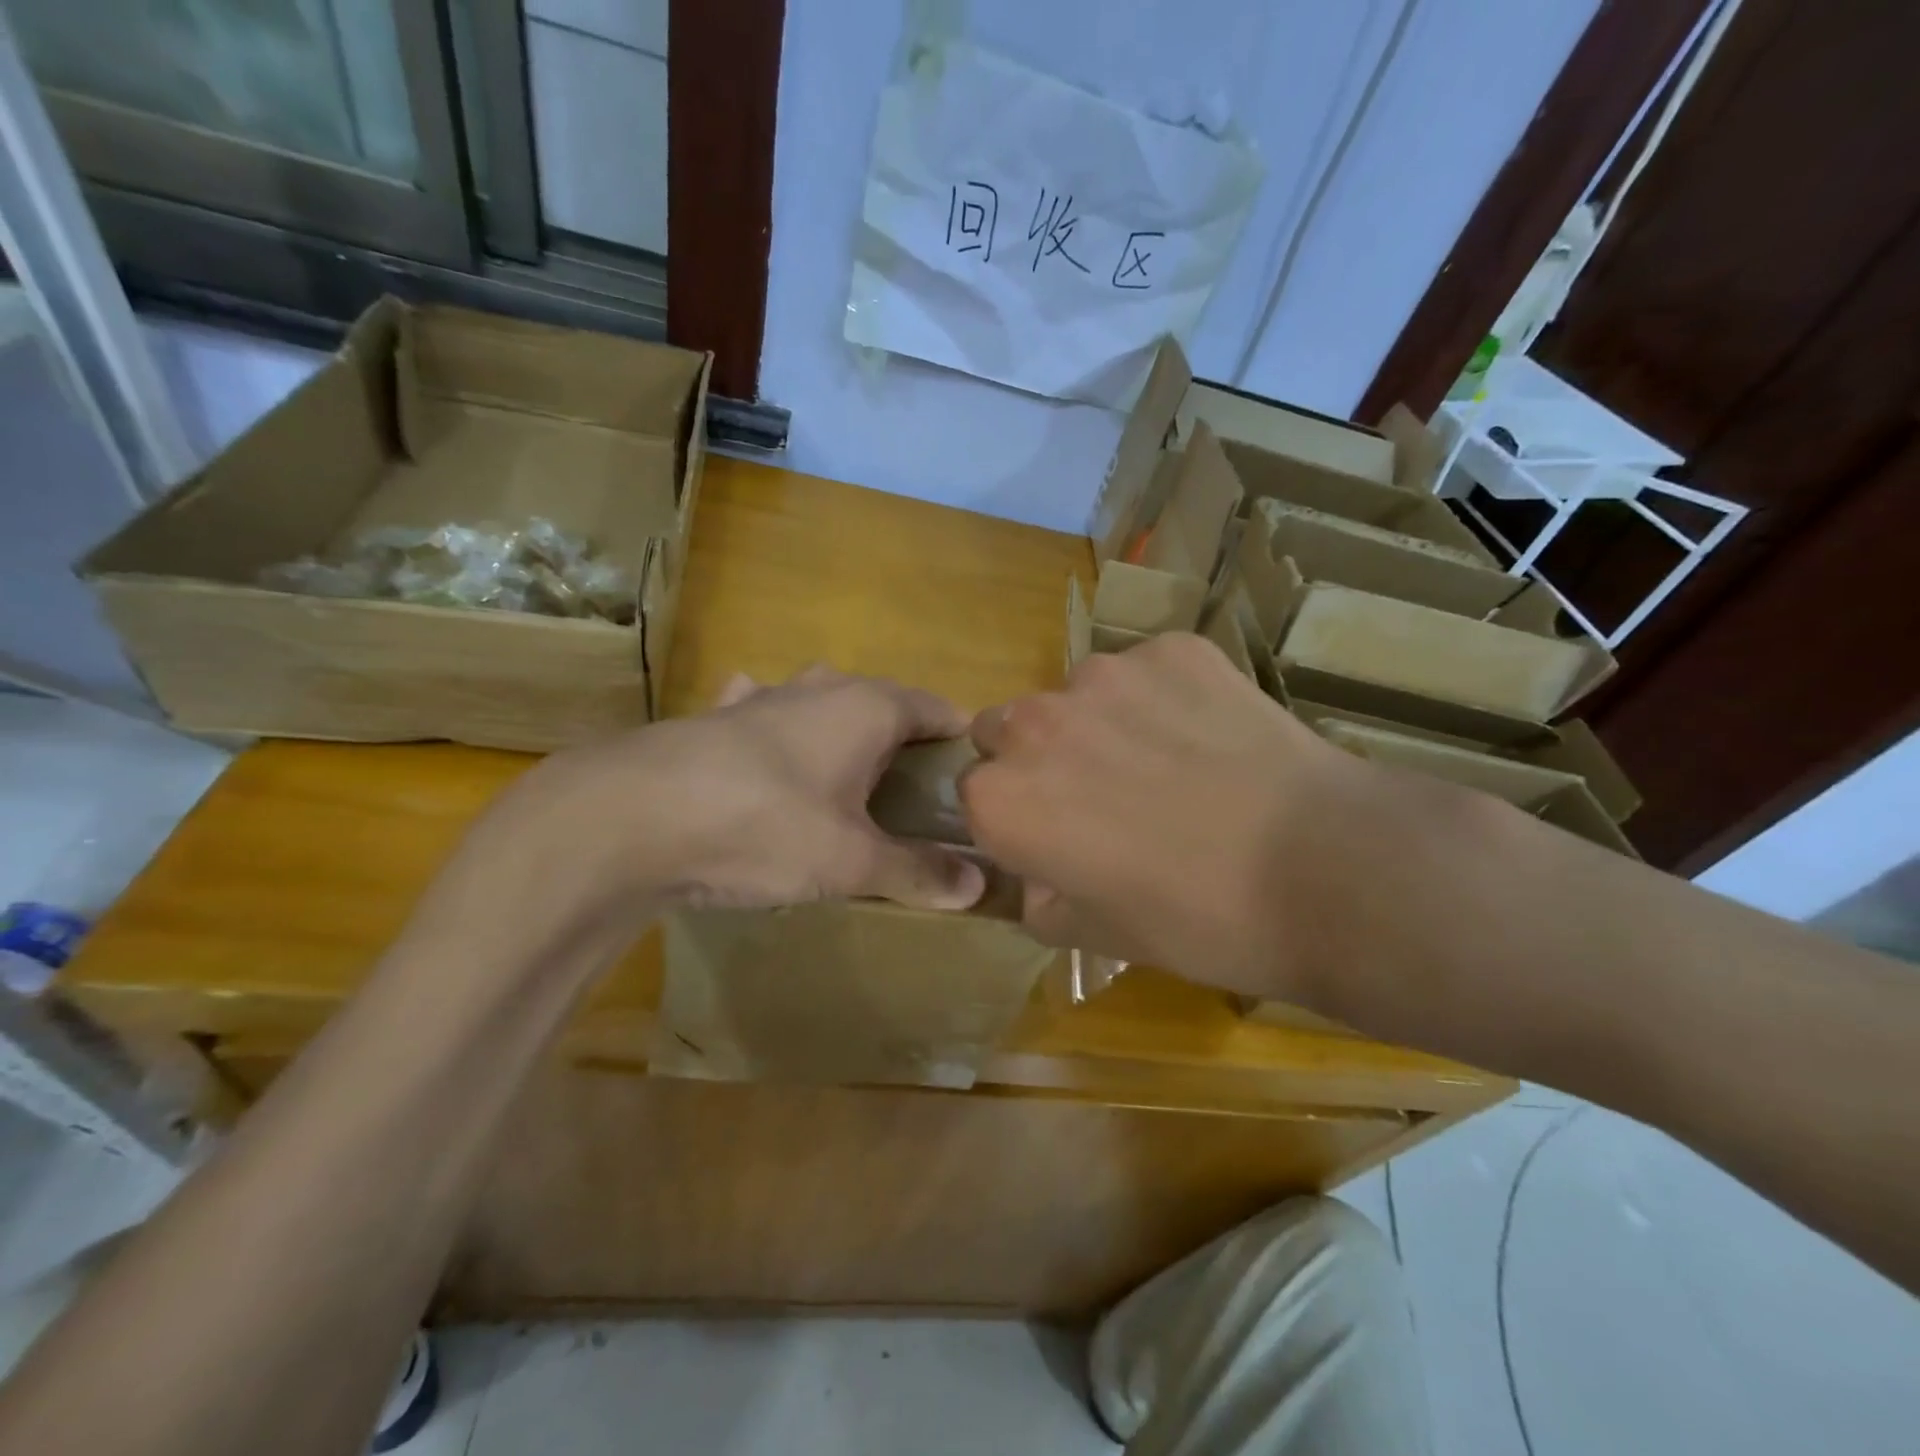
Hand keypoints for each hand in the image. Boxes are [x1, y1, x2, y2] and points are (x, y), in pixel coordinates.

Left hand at [458, 666, 986, 940]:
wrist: (630, 817)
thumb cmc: (765, 826)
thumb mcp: (851, 860)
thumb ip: (917, 870)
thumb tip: (979, 886)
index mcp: (868, 707)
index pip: (938, 710)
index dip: (960, 744)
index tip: (972, 785)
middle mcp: (821, 688)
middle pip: (883, 706)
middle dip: (903, 745)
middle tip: (914, 800)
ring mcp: (763, 697)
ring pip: (823, 706)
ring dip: (841, 736)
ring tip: (849, 783)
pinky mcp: (716, 717)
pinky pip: (762, 715)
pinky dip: (776, 732)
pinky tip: (767, 756)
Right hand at [961, 634, 1408, 999]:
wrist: (1327, 870)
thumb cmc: (1199, 921)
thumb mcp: (1100, 935)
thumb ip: (1041, 902)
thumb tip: (1038, 880)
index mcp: (1003, 798)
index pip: (975, 793)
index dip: (1013, 816)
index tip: (1052, 837)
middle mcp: (1036, 723)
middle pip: (1009, 728)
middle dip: (1038, 757)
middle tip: (1103, 795)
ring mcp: (1107, 675)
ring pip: (1079, 695)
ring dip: (1102, 723)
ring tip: (1171, 765)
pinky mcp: (1173, 649)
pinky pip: (1148, 671)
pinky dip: (1165, 697)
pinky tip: (1214, 738)